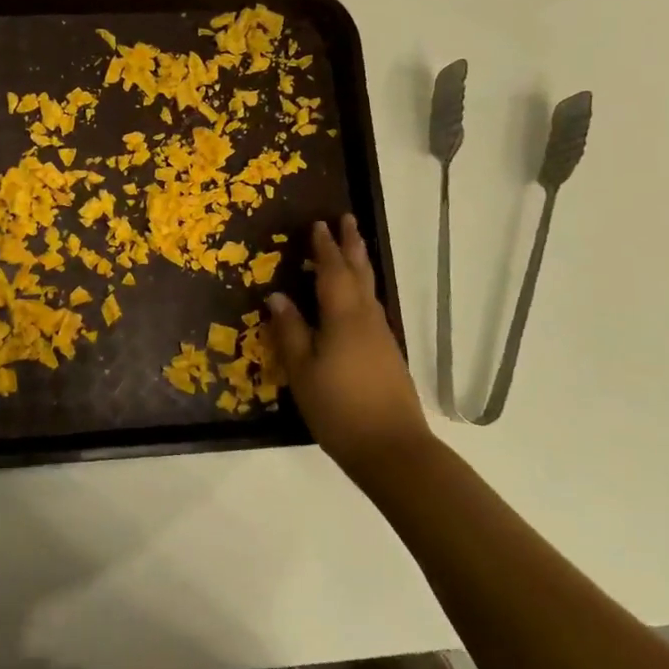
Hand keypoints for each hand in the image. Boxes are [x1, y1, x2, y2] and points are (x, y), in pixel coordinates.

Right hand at [266, 215, 432, 480]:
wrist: (391, 448)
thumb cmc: (338, 407)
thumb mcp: (302, 370)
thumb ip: (290, 331)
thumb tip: (276, 296)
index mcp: (343, 317)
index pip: (332, 271)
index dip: (323, 247)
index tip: (318, 224)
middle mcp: (366, 318)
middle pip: (358, 273)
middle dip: (350, 245)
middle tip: (346, 220)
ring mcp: (381, 336)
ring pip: (368, 289)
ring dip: (358, 264)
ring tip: (350, 249)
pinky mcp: (387, 353)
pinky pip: (371, 307)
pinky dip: (360, 289)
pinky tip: (355, 299)